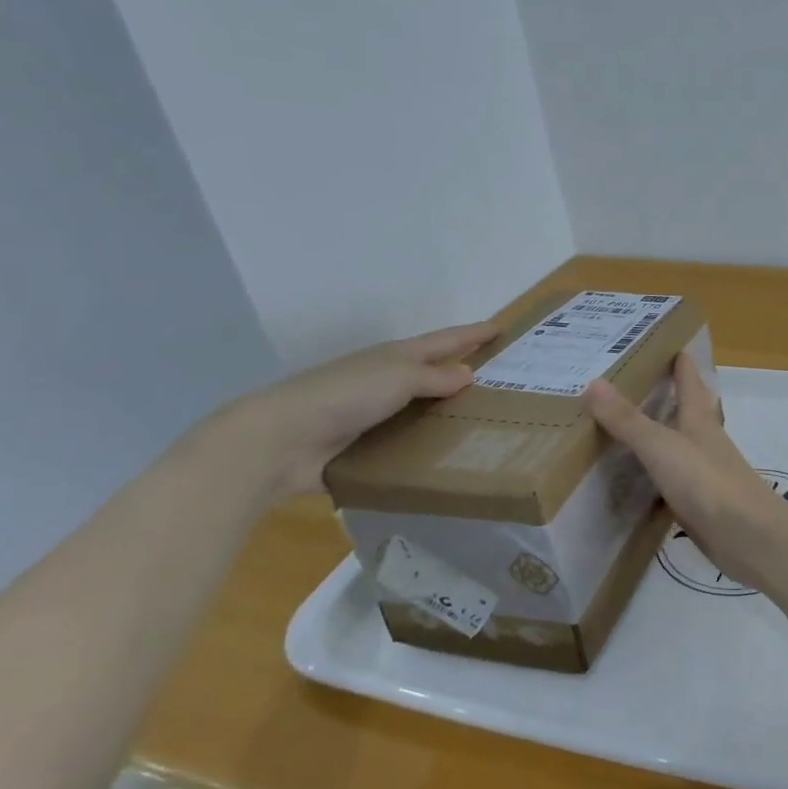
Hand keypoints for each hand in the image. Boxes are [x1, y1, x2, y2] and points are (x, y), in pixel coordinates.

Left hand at [221, 322, 498, 497]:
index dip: (473, 334)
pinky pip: (408, 445)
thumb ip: (435, 377)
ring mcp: (376, 415)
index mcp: (396, 358)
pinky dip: (428, 448)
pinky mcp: (367, 448)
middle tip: (504, 383)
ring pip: (423, 411)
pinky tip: (451, 460)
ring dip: (448, 416)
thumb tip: (468, 374)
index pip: (445, 341)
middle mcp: (388, 382)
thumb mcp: (398, 377)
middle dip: (465, 374)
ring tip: (487, 427)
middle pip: (434, 374)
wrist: (283, 441)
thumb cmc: (345, 396)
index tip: (501, 328)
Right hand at [584, 355, 787, 588]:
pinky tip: (634, 477)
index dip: (678, 359)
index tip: (661, 338)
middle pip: (685, 409)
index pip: (689, 379)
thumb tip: (594, 381)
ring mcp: (703, 471)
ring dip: (657, 432)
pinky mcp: (698, 502)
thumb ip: (628, 420)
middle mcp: (703, 440)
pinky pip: (670, 478)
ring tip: (623, 424)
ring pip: (677, 443)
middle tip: (628, 381)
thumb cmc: (708, 482)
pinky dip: (653, 472)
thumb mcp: (662, 447)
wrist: (747, 536)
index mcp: (699, 419)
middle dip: (664, 392)